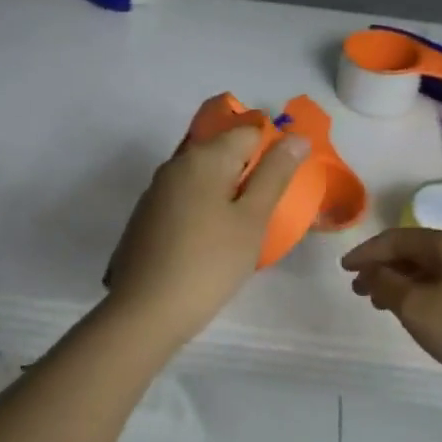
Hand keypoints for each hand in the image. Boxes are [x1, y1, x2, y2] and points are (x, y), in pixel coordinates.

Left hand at [105, 120, 309, 347]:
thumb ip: (275, 174)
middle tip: (269, 206)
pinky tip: (214, 238)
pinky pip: (185, 196)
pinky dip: (205, 206)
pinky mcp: (147, 216)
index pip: (247, 130)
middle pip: (222, 150)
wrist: (145, 312)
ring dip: (227, 190)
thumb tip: (296, 137)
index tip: (285, 181)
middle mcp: (176, 164)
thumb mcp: (252, 219)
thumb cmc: (209, 263)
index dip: (272, 147)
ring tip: (246, 224)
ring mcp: (157, 190)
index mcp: (204, 157)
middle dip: (249, 169)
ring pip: (202, 175)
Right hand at [341, 228, 441, 398]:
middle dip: (381, 267)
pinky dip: (418, 292)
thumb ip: (386, 284)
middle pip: (412, 251)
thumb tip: (372, 270)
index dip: (367, 252)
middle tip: (358, 288)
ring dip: (398, 282)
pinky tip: (410, 311)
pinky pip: (441, 284)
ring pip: (427, 270)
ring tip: (377, 302)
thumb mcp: (416, 307)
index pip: (396, 239)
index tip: (343, 269)